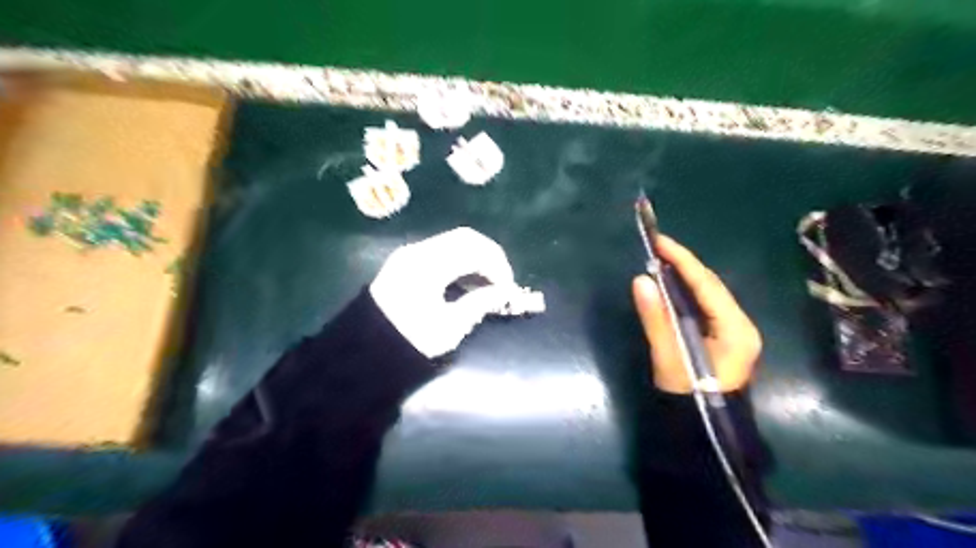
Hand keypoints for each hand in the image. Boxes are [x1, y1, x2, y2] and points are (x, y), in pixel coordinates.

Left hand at [369, 227, 512, 358]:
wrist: (365, 351)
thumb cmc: (410, 340)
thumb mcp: (450, 326)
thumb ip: (480, 303)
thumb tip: (505, 292)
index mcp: (429, 265)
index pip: (474, 249)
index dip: (498, 265)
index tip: (508, 287)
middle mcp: (418, 251)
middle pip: (465, 238)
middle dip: (489, 257)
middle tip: (501, 281)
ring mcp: (409, 254)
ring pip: (453, 242)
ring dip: (474, 258)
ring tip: (486, 285)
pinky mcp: (405, 262)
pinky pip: (440, 251)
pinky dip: (459, 261)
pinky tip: (466, 283)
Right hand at [634, 236, 760, 393]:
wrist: (703, 430)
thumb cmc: (689, 395)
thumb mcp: (669, 357)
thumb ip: (656, 319)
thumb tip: (641, 280)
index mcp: (736, 329)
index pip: (708, 285)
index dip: (683, 261)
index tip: (660, 242)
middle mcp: (741, 325)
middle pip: (711, 286)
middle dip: (684, 265)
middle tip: (656, 248)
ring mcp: (734, 331)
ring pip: (708, 294)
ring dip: (684, 277)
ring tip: (660, 260)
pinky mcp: (723, 337)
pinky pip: (704, 305)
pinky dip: (686, 292)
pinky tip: (670, 285)